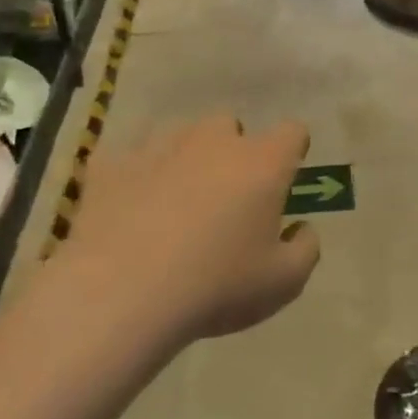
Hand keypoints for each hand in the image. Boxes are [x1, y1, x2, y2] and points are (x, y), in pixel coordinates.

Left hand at [55, 114, 320, 346]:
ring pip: (178, 134)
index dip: (292, 149)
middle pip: (229, 124)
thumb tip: (301, 228)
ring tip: (174, 200)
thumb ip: (305, 249)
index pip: (291, 132)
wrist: (122, 294)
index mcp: (262, 164)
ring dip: (183, 157)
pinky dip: (135, 176)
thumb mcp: (283, 283)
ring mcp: (158, 147)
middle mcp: (213, 141)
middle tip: (225, 194)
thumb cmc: (216, 286)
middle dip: (231, 149)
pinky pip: (129, 159)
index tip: (284, 175)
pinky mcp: (111, 165)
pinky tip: (129, 209)